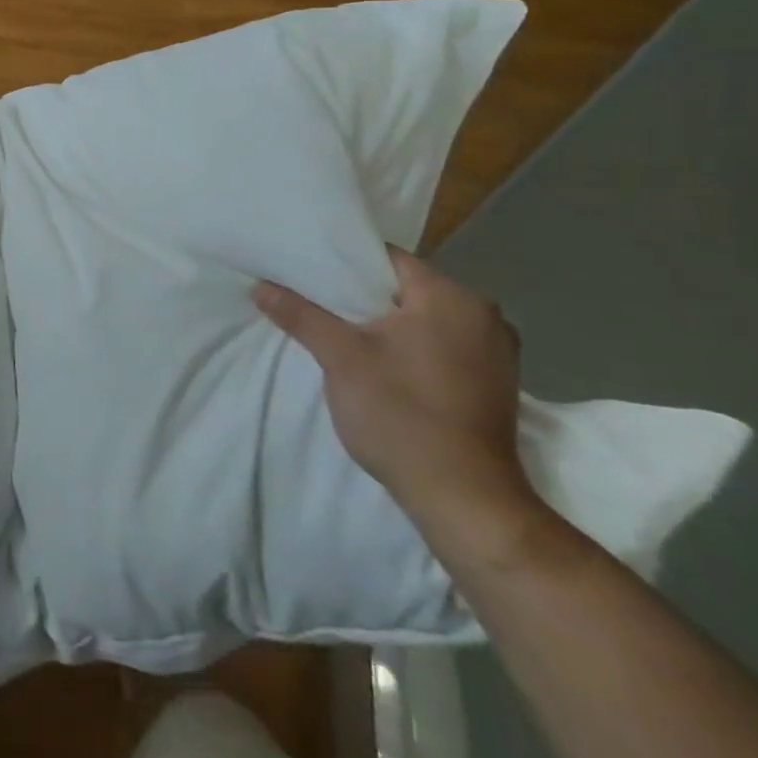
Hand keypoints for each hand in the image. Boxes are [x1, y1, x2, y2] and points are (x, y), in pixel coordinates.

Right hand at [253, 250, 535, 535]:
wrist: (463, 499)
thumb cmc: (401, 414)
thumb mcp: (340, 358)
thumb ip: (301, 314)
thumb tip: (260, 286)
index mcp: (451, 297)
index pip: (387, 257)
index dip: (343, 260)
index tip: (307, 270)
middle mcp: (484, 315)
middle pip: (406, 287)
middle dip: (361, 294)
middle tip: (315, 300)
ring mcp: (496, 352)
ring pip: (424, 318)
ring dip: (386, 323)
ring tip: (341, 330)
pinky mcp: (494, 383)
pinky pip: (442, 345)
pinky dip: (410, 346)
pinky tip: (381, 363)